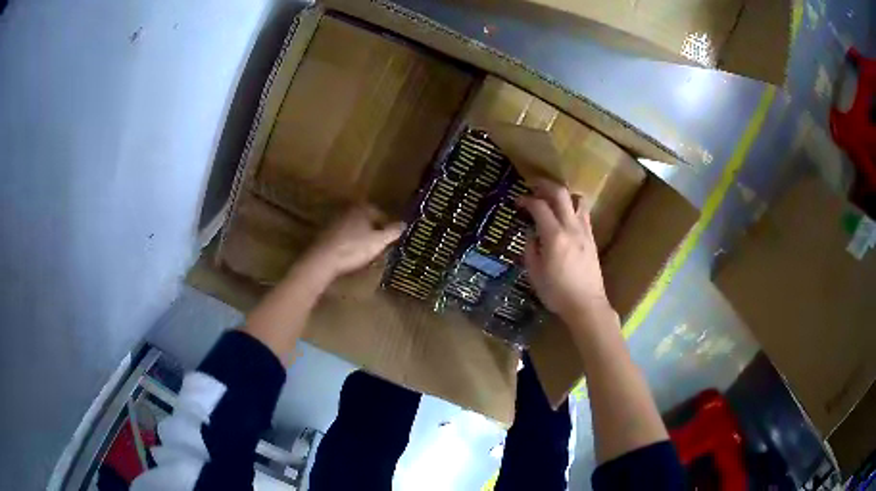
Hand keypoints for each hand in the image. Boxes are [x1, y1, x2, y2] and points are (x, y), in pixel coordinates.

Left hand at [301, 204, 403, 281]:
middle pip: (366, 218)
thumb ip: (393, 232)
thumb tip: (404, 223)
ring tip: (366, 249)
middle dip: (373, 229)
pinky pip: (342, 234)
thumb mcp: (378, 242)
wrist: (322, 259)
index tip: (391, 237)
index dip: (388, 225)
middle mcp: (348, 209)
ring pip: (353, 226)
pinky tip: (350, 252)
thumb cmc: (354, 248)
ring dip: (360, 235)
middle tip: (380, 243)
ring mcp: (334, 220)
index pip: (380, 213)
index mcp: (362, 208)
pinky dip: (348, 241)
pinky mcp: (324, 232)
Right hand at [518, 179, 613, 325]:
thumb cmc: (557, 293)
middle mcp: (571, 228)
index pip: (539, 206)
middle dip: (545, 185)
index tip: (518, 201)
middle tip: (533, 186)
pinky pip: (583, 213)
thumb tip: (531, 234)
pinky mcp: (592, 238)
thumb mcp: (535, 273)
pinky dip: (573, 207)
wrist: (586, 305)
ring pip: (577, 199)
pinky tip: (565, 216)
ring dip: (563, 194)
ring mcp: (584, 231)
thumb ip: (530, 249)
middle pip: (560, 194)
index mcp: (554, 236)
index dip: (526, 200)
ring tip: (552, 199)